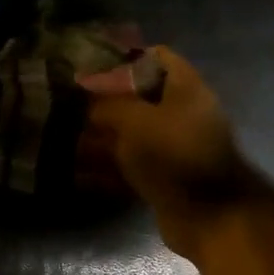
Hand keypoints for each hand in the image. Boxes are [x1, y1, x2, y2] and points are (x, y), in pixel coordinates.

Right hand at [81, 46, 264, 261]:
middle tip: (69, 106)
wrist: (208, 216)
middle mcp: (181, 115)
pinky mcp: (164, 180)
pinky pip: (129, 168)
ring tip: (65, 140)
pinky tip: (77, 174)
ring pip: (130, 136)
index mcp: (185, 89)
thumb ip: (108, 105)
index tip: (90, 68)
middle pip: (139, 99)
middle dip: (103, 103)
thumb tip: (88, 102)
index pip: (156, 58)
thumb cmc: (174, 155)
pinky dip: (105, 170)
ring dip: (99, 139)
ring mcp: (173, 150)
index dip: (123, 59)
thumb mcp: (135, 120)